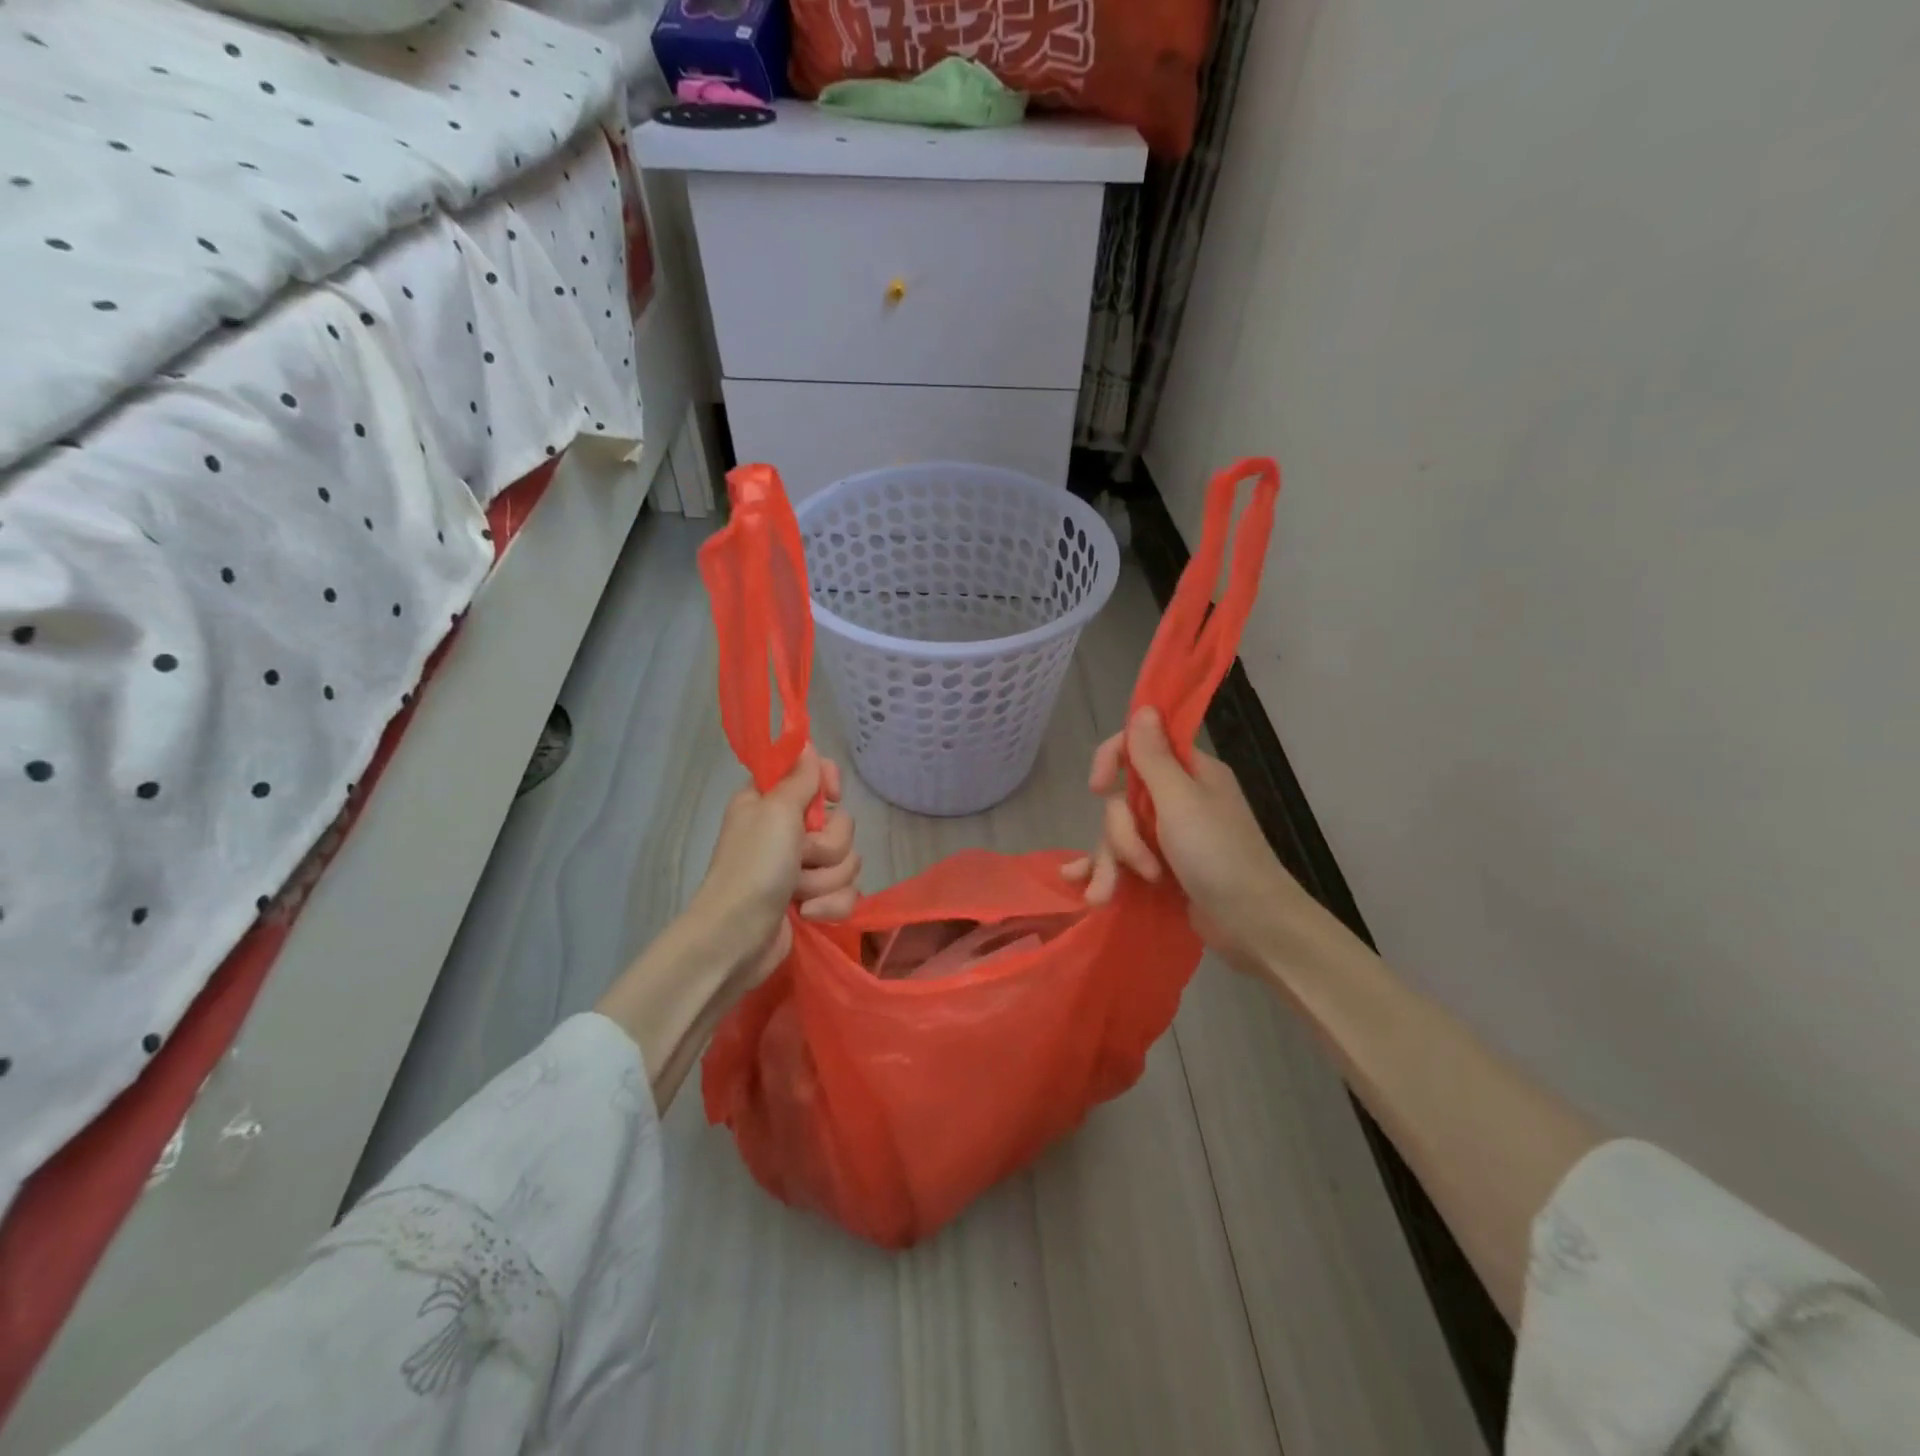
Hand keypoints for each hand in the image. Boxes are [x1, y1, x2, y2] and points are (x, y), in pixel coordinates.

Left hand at [686, 748, 860, 988]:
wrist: (736, 938)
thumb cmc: (753, 868)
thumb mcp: (775, 812)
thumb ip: (798, 777)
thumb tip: (807, 743)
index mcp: (771, 801)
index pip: (815, 773)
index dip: (828, 784)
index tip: (831, 798)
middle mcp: (787, 830)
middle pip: (840, 824)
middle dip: (827, 847)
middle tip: (799, 858)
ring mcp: (800, 868)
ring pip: (847, 860)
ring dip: (825, 880)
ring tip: (797, 894)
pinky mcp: (812, 899)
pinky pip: (846, 892)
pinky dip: (829, 905)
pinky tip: (806, 914)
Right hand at [1064, 709, 1338, 974]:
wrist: (1253, 925)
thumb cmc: (1219, 856)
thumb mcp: (1180, 802)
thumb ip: (1154, 757)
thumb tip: (1144, 707)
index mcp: (1191, 773)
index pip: (1139, 746)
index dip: (1112, 761)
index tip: (1098, 786)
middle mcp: (1179, 799)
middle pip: (1122, 799)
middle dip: (1120, 836)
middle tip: (1142, 866)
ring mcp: (1170, 836)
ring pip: (1120, 834)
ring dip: (1112, 864)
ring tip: (1106, 896)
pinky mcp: (1163, 869)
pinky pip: (1123, 861)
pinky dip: (1104, 873)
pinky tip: (1084, 888)